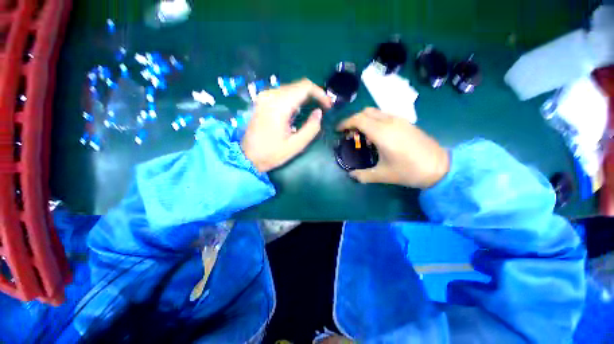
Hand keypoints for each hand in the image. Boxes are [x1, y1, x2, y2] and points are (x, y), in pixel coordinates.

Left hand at [242, 79, 332, 172]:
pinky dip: (295, 98)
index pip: (305, 87)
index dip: (320, 93)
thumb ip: (311, 128)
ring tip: (314, 109)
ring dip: (305, 96)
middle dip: (314, 95)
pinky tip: (299, 110)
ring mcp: (264, 96)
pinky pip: (283, 93)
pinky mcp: (262, 100)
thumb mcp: (296, 145)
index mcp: (279, 106)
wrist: (247, 156)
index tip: (328, 106)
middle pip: (298, 85)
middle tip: (324, 108)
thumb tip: (319, 112)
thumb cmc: (272, 154)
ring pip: (291, 88)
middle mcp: (270, 95)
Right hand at [337, 108, 449, 188]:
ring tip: (362, 135)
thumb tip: (351, 175)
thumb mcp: (383, 175)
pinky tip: (377, 135)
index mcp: (382, 133)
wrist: (440, 167)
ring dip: (364, 119)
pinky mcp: (406, 122)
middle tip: (349, 134)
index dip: (345, 123)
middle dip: (353, 120)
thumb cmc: (409, 171)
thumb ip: (363, 175)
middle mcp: (389, 122)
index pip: (358, 119)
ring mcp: (399, 120)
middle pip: (365, 112)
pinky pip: (384, 115)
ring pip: (375, 112)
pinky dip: (374, 120)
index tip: (338, 130)